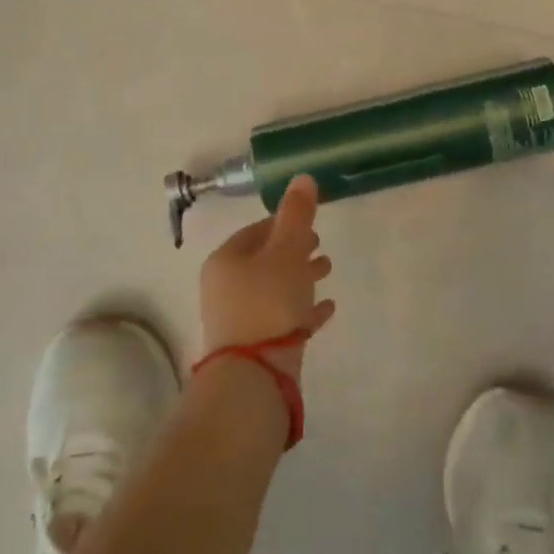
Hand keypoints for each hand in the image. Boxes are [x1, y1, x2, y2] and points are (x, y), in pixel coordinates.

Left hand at [198, 175, 335, 381]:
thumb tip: (302, 177)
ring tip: (328, 271)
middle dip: (295, 250)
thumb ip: (297, 215)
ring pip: (274, 288)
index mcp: (227, 259)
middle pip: (265, 260)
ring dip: (300, 277)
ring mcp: (239, 318)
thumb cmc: (268, 302)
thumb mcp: (287, 251)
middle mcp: (226, 286)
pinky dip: (302, 309)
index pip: (257, 230)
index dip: (284, 223)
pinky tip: (327, 308)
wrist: (254, 376)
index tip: (310, 223)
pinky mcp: (256, 345)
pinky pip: (282, 318)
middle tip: (321, 246)